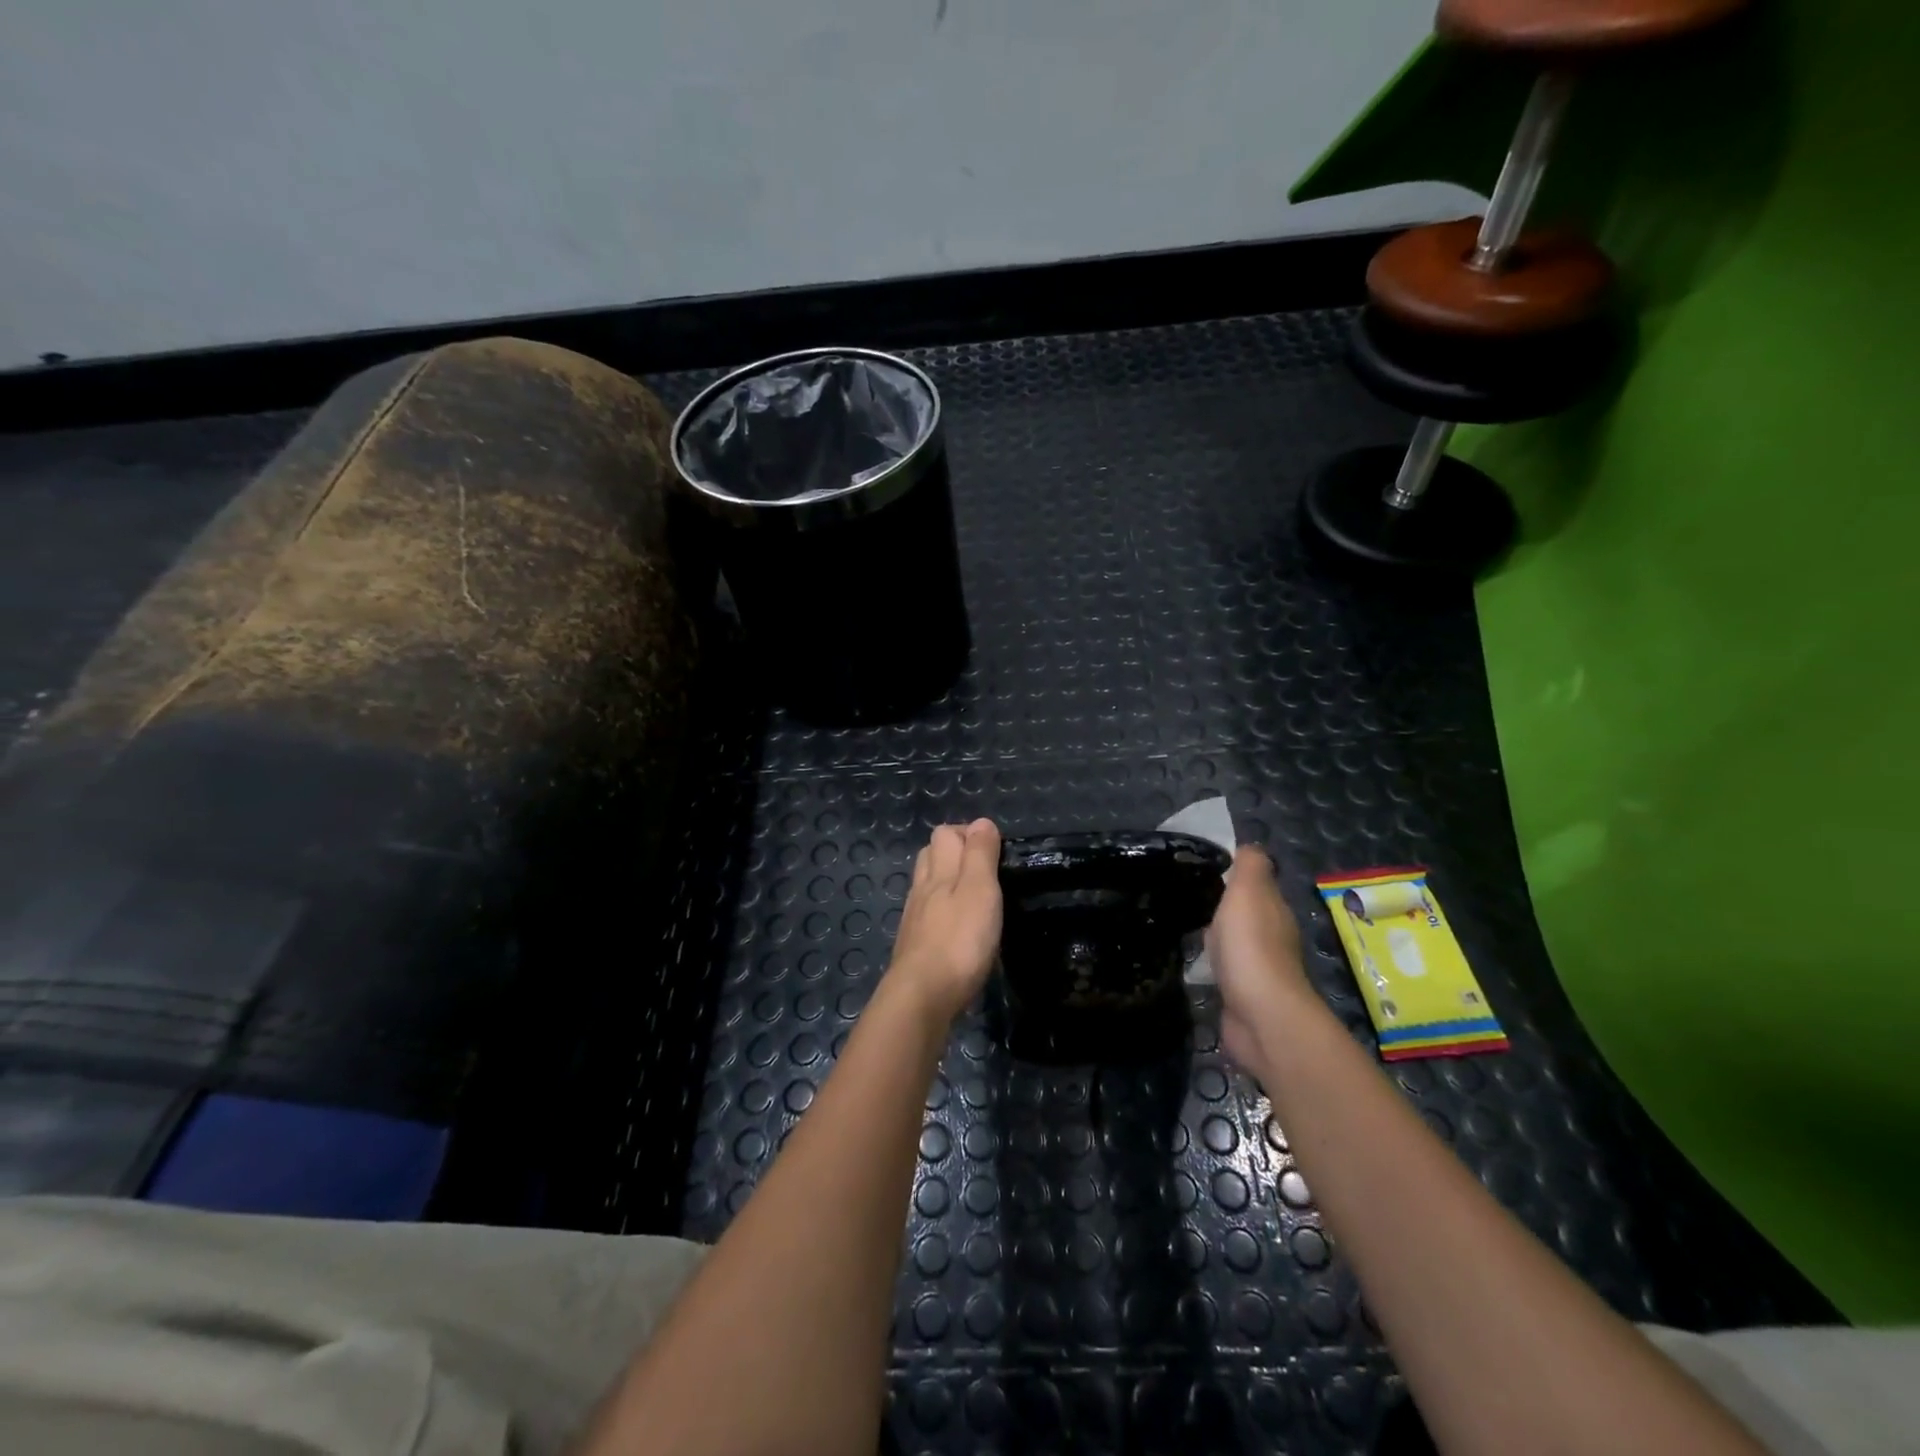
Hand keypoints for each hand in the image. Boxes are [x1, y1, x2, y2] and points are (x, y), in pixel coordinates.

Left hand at [887, 820, 1003, 1024]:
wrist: (922, 996)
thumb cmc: (959, 940)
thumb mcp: (980, 890)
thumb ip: (980, 855)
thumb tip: (981, 822)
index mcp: (939, 871)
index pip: (945, 834)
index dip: (968, 833)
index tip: (994, 849)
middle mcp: (922, 888)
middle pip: (931, 855)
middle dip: (953, 852)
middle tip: (984, 868)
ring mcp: (914, 918)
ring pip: (926, 885)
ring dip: (945, 881)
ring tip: (972, 895)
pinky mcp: (913, 945)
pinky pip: (926, 914)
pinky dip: (941, 911)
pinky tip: (955, 927)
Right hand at [1206, 846, 1317, 1076]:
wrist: (1260, 1015)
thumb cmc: (1251, 946)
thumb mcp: (1249, 892)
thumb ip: (1250, 866)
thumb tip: (1249, 846)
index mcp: (1274, 910)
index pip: (1256, 884)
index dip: (1233, 874)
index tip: (1201, 866)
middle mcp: (1271, 936)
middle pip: (1246, 912)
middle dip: (1222, 903)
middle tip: (1184, 893)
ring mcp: (1258, 969)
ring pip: (1234, 941)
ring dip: (1216, 934)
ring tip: (1182, 923)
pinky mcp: (1242, 995)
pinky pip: (1225, 969)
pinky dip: (1212, 962)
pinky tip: (1193, 959)